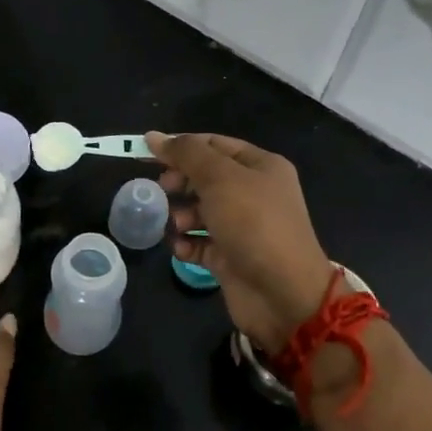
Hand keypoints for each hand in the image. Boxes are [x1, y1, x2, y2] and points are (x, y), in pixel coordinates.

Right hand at [148, 132, 334, 354]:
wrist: (282, 293)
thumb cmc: (253, 224)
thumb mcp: (219, 178)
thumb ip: (186, 154)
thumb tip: (153, 137)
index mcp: (261, 166)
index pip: (214, 145)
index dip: (182, 147)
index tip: (148, 155)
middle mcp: (254, 193)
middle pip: (206, 178)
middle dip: (180, 182)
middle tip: (162, 190)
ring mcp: (243, 227)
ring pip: (200, 211)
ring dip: (181, 215)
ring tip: (176, 225)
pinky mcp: (231, 257)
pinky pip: (201, 243)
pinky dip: (187, 244)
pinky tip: (181, 247)